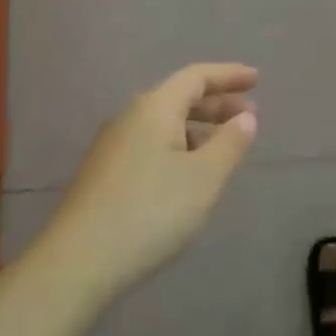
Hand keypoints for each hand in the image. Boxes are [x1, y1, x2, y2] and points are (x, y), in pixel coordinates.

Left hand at [42, 64, 258, 297]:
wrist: (79, 261)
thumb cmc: (151, 212)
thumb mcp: (203, 178)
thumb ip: (229, 143)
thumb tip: (245, 116)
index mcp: (154, 108)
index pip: (196, 77)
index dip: (228, 75)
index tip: (256, 79)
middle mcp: (129, 117)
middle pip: (178, 97)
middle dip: (215, 102)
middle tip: (249, 114)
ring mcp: (112, 146)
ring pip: (163, 123)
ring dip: (197, 127)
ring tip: (224, 145)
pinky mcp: (104, 173)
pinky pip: (150, 144)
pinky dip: (178, 146)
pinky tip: (188, 172)